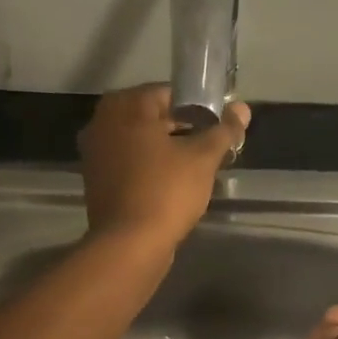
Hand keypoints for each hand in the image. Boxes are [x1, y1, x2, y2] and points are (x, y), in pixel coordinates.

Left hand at [78, 84, 249, 250]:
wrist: (129, 245)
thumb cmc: (167, 192)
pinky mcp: (96, 180)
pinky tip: (171, 184)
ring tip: (194, 167)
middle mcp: (102, 122)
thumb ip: (224, 131)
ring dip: (164, 150)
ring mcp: (95, 153)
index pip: (168, 93)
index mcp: (126, 107)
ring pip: (139, 142)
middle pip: (151, 117)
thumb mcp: (203, 159)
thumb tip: (242, 108)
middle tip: (208, 147)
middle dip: (181, 129)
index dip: (197, 108)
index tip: (215, 126)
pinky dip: (148, 168)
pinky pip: (128, 164)